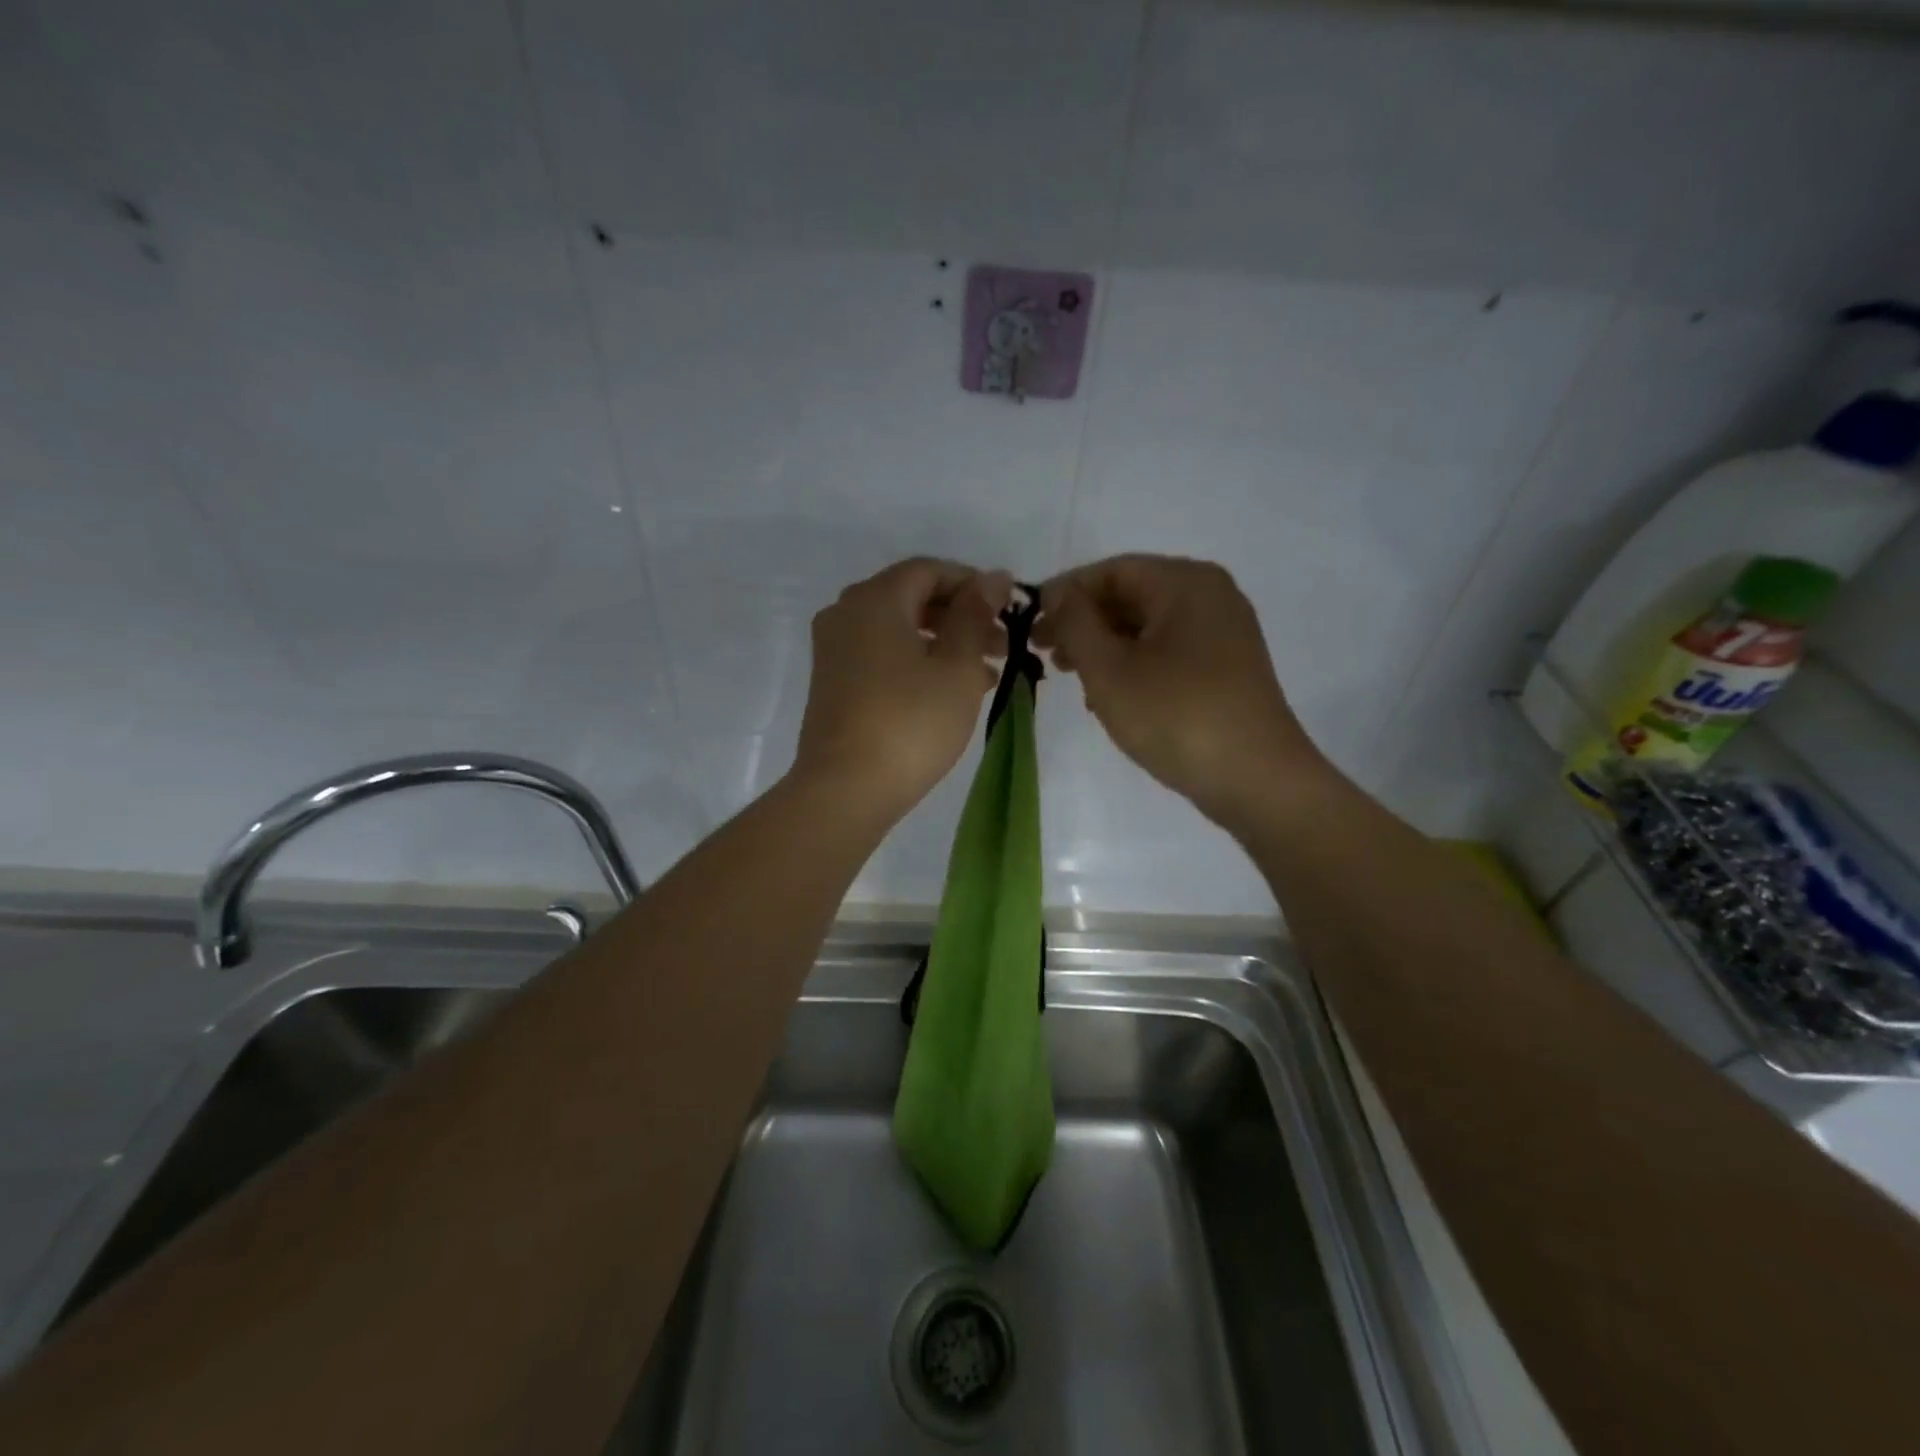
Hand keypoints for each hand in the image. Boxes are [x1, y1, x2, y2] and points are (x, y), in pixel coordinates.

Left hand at [793, 558, 1012, 821]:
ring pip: (900, 631)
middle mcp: (846, 614)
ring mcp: (834, 650)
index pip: (929, 570)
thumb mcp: (957, 667)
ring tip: (989, 673)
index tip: (1009, 608)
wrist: (845, 790)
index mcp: (874, 599)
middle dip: (962, 617)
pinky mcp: (833, 683)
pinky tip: (952, 691)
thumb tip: (992, 577)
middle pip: (913, 599)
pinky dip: (918, 663)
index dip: (973, 584)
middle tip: (1004, 644)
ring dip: (945, 644)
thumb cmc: (910, 722)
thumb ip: (975, 616)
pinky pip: (883, 656)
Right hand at [1036, 555, 1331, 831]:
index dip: (1066, 592)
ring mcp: (1223, 633)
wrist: (1257, 780)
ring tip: (1070, 677)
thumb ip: (1075, 623)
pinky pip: (1168, 651)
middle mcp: (1210, 596)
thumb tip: (1058, 594)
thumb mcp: (1110, 669)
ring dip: (1104, 647)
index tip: (1030, 623)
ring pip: (1147, 627)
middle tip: (1043, 652)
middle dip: (1083, 622)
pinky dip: (1133, 665)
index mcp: (1185, 583)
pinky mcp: (1226, 668)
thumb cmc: (1176, 715)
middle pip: (1131, 595)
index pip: (1112, 570)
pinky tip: (1109, 697)